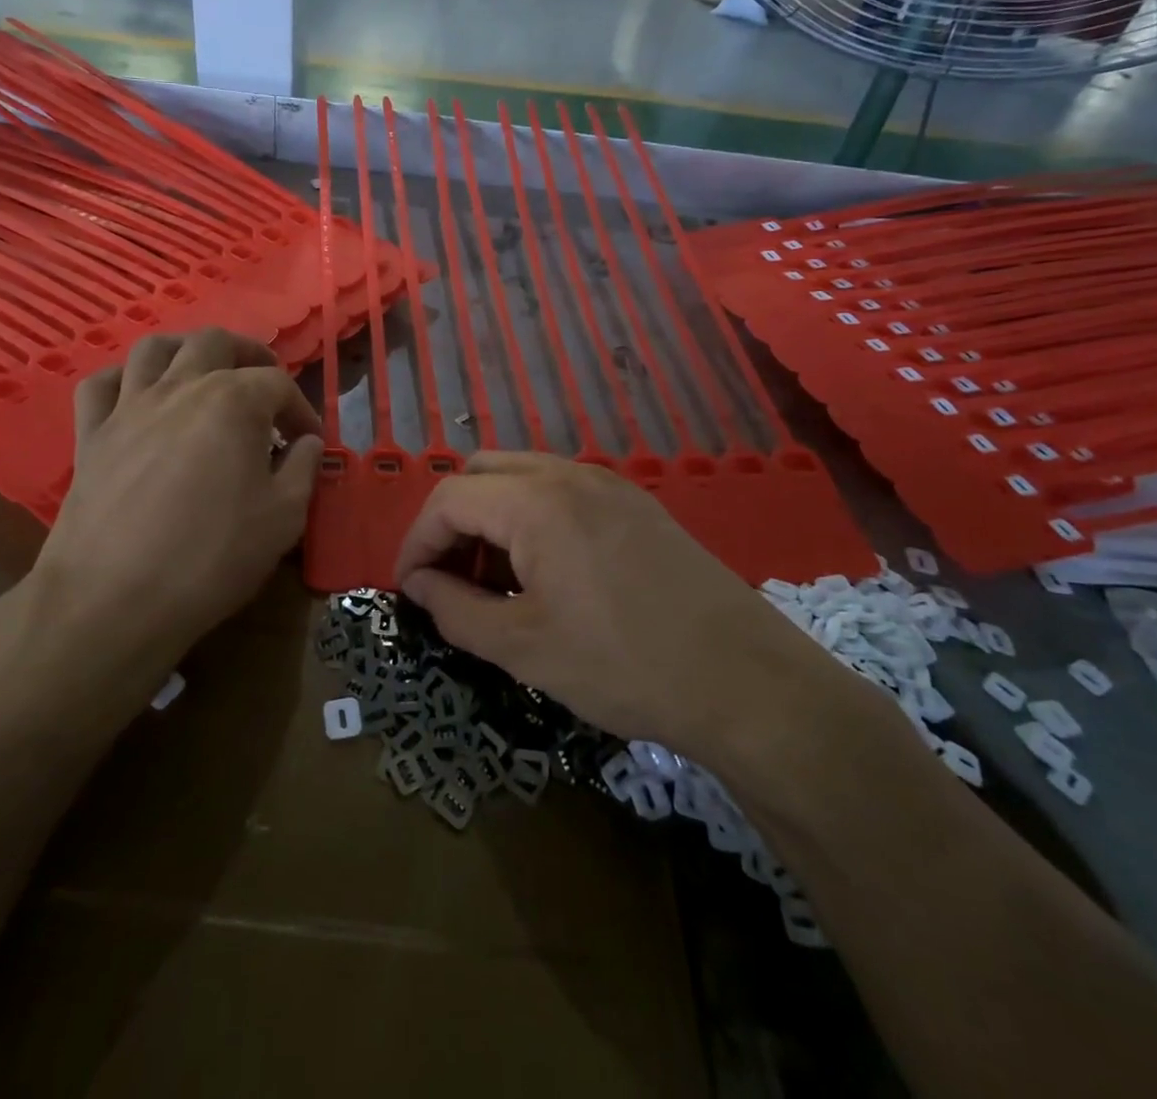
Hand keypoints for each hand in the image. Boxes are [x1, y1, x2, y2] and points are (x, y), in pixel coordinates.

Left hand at [31, 329, 323, 664]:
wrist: (114, 599)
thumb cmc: (211, 557)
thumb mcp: (284, 518)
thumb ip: (303, 469)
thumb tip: (307, 444)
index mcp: (233, 402)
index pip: (278, 384)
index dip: (301, 409)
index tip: (308, 442)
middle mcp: (180, 387)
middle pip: (216, 342)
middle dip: (248, 355)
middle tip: (264, 388)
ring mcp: (129, 407)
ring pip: (154, 347)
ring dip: (186, 351)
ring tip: (203, 374)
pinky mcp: (90, 434)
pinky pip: (101, 384)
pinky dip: (124, 379)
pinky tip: (139, 397)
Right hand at [394, 452, 870, 771]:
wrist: (747, 682)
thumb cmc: (624, 665)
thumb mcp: (523, 648)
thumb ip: (455, 610)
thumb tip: (420, 585)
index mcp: (536, 502)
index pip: (447, 499)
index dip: (416, 542)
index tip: (409, 590)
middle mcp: (569, 475)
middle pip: (481, 473)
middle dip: (452, 522)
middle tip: (450, 578)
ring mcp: (609, 484)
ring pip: (522, 478)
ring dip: (491, 518)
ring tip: (494, 579)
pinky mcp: (636, 504)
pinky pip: (561, 492)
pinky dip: (531, 518)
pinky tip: (545, 572)